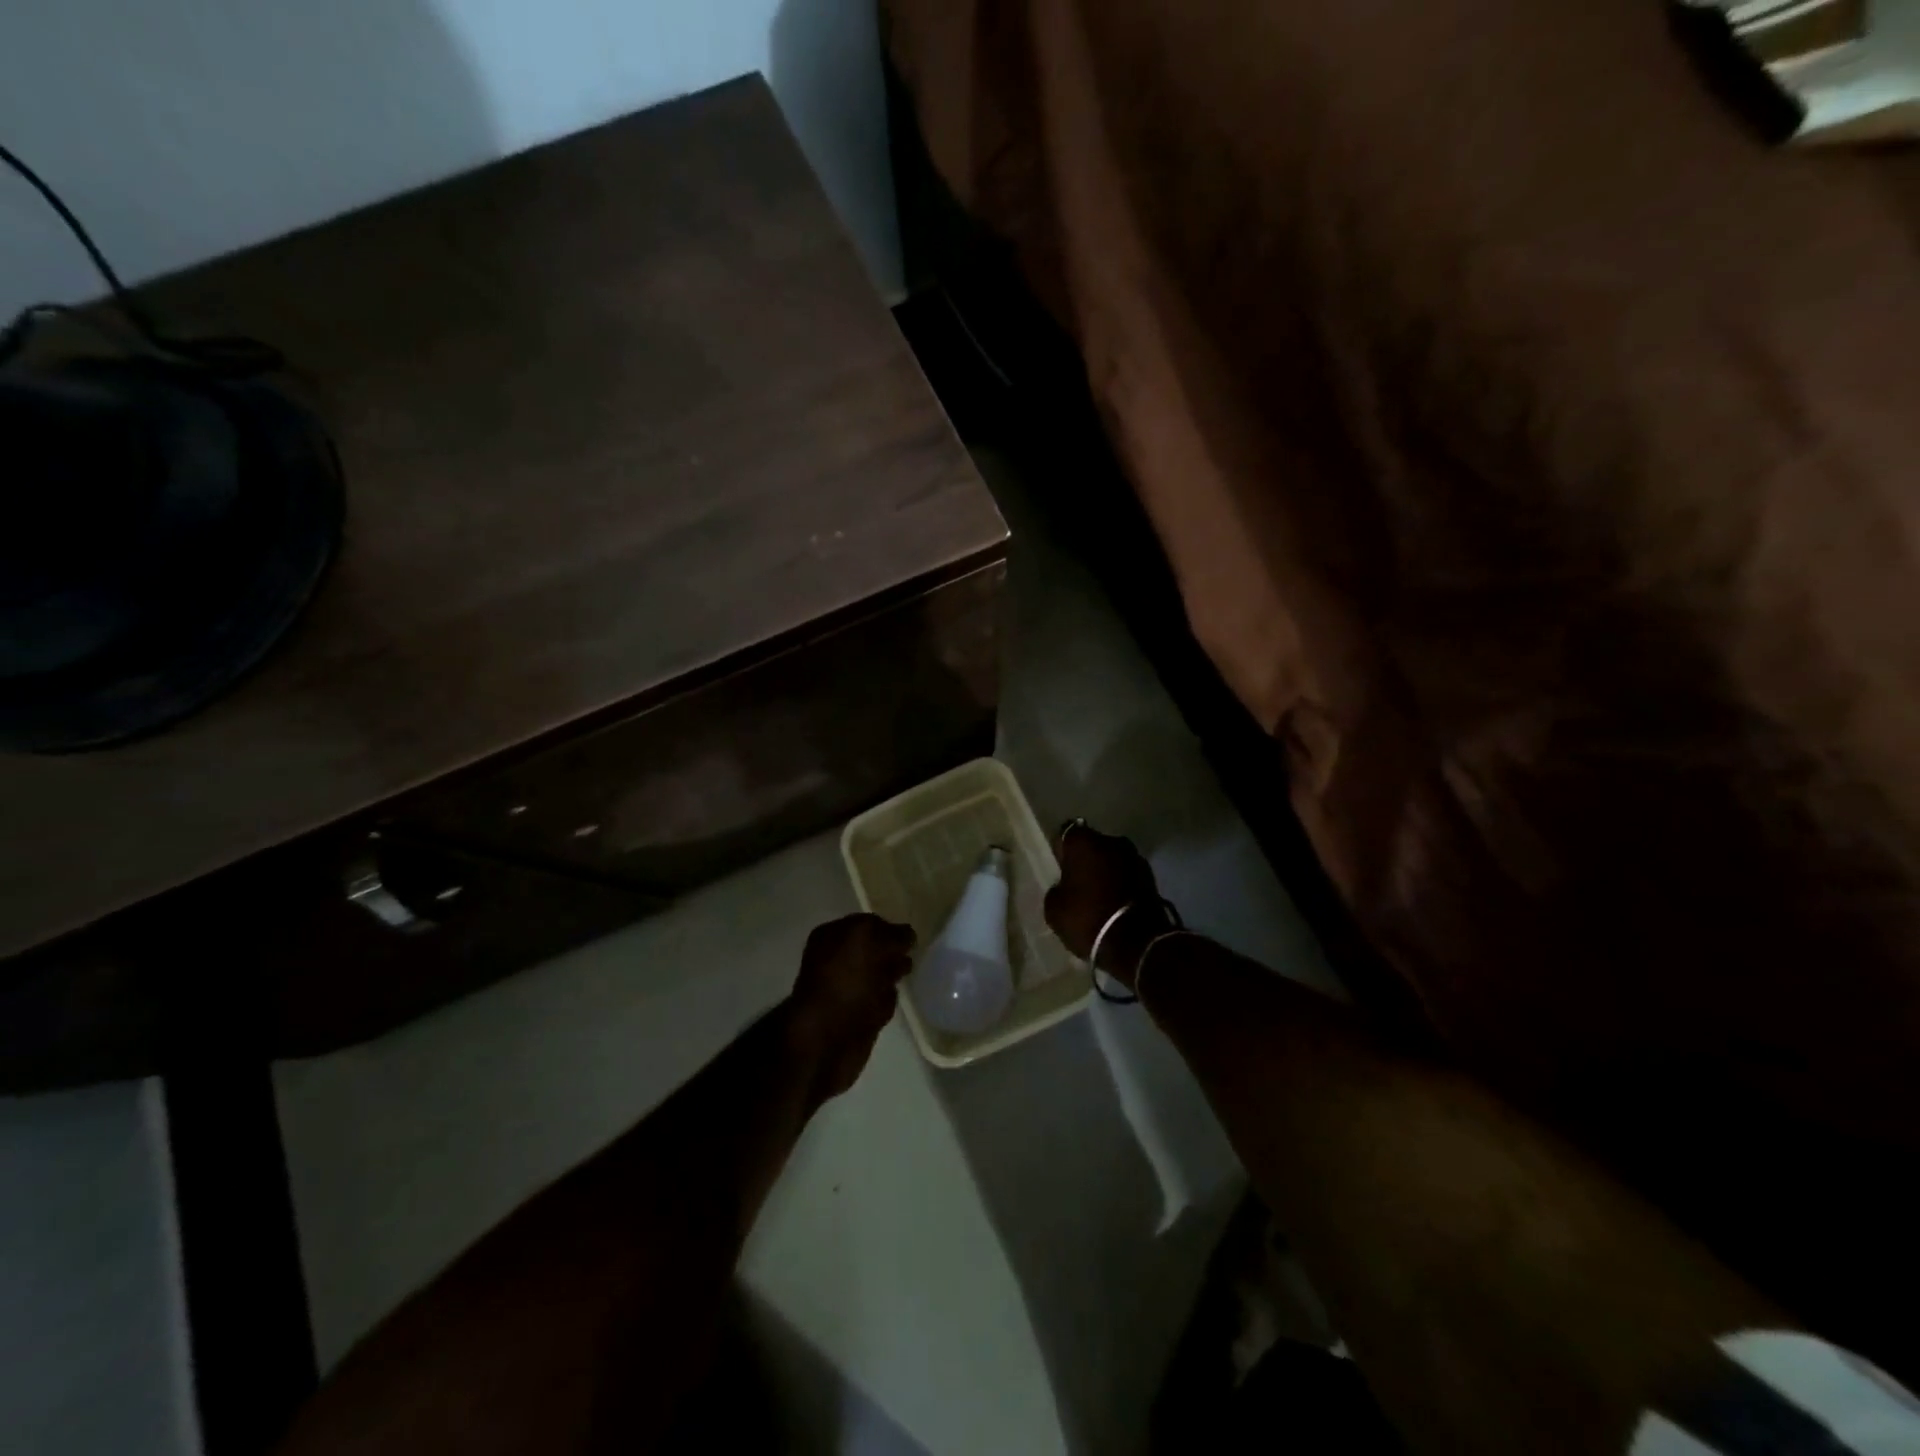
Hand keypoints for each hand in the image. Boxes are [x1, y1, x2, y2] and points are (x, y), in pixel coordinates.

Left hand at [788, 914, 915, 1100]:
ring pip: (877, 976)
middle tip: (912, 954)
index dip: (890, 928)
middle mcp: (837, 961)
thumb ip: (891, 933)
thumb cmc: (844, 981)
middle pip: (873, 951)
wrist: (826, 1039)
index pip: (867, 925)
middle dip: (893, 951)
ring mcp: (847, 992)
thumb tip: (908, 934)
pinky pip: (879, 1003)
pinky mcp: (858, 1019)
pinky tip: (893, 999)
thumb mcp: (868, 940)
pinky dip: (887, 1000)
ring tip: (907, 974)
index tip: (911, 937)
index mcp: (832, 937)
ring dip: (892, 974)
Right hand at [1044, 821, 1161, 989]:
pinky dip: (1122, 884)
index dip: (1062, 850)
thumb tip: (1064, 888)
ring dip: (1107, 872)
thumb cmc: (1088, 919)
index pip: (1067, 835)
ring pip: (1113, 860)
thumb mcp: (1054, 909)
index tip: (1060, 868)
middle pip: (1093, 845)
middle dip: (1087, 860)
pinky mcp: (1152, 877)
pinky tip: (1115, 905)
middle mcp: (1112, 841)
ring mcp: (1136, 857)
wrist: (1136, 944)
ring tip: (1099, 897)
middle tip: (1078, 883)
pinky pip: (1128, 875)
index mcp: (1084, 842)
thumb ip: (1057, 890)